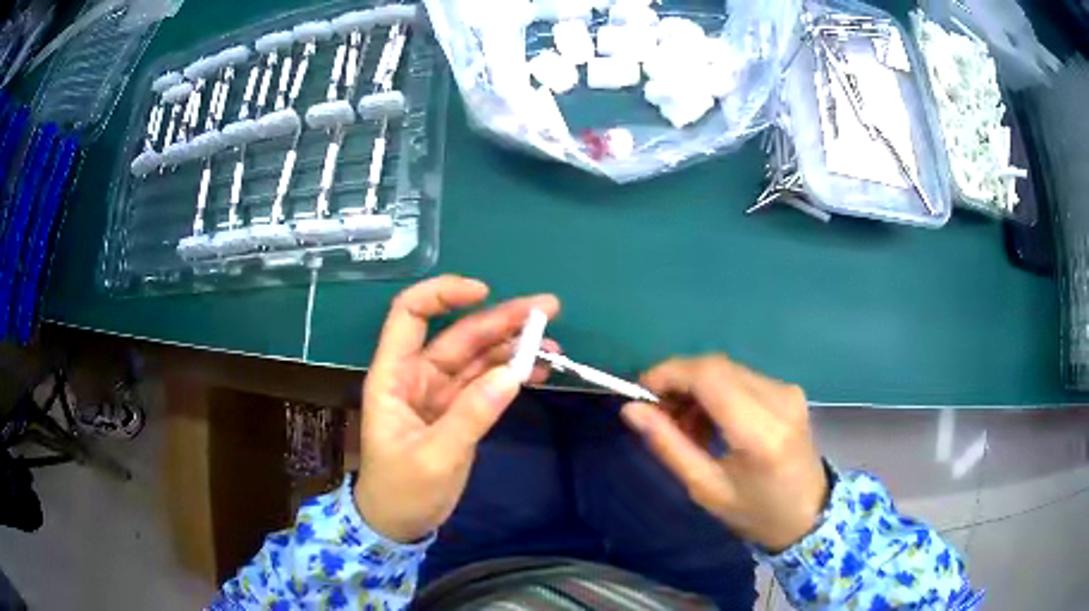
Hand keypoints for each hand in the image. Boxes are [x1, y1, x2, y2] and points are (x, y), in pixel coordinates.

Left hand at [355, 275, 559, 542]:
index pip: (410, 315)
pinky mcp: (459, 410)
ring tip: (554, 344)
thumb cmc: (401, 491)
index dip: (443, 295)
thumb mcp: (434, 457)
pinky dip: (513, 374)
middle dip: (502, 319)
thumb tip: (514, 374)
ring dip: (514, 346)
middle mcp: (417, 375)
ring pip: (479, 356)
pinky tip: (540, 370)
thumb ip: (471, 416)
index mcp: (394, 376)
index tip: (485, 292)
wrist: (398, 523)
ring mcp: (440, 393)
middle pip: (459, 334)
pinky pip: (488, 382)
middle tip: (548, 311)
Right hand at [620, 356, 827, 551]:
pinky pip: (741, 377)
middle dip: (679, 381)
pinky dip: (716, 392)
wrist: (808, 513)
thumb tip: (632, 410)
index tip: (641, 391)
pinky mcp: (789, 390)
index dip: (670, 373)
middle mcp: (779, 400)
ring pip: (726, 369)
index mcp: (760, 433)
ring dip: (696, 388)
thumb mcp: (705, 489)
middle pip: (716, 366)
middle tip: (658, 413)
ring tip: (685, 426)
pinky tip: (710, 422)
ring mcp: (788, 391)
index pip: (710, 377)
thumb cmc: (755, 512)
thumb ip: (669, 446)